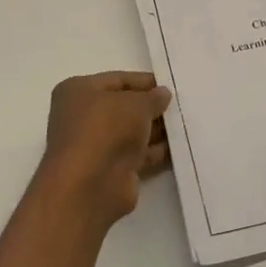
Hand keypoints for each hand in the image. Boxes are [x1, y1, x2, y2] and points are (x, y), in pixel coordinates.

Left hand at [36, 72, 171, 230]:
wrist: (91, 186)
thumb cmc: (106, 130)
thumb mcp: (136, 104)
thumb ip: (153, 97)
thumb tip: (162, 94)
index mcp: (78, 91)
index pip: (118, 80)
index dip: (145, 82)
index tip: (172, 86)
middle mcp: (83, 117)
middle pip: (125, 107)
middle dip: (152, 107)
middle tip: (183, 106)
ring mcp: (96, 145)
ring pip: (132, 132)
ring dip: (157, 130)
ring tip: (187, 125)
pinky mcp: (110, 170)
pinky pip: (138, 154)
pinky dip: (156, 151)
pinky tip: (180, 147)